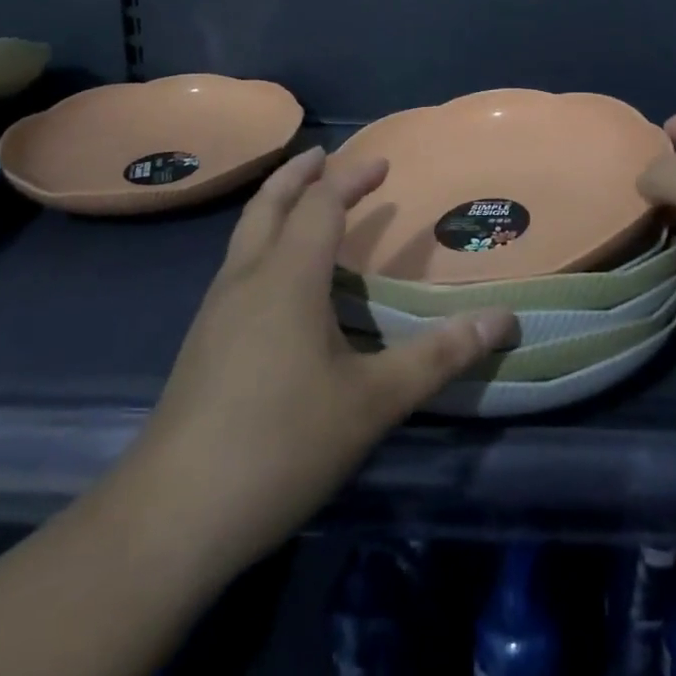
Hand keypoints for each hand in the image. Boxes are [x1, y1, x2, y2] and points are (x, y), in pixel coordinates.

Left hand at [125, 148, 514, 569]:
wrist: (170, 519)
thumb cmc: (280, 444)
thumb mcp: (372, 402)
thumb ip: (438, 356)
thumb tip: (504, 320)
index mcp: (287, 277)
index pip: (322, 204)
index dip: (352, 178)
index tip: (383, 164)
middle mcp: (246, 278)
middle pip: (269, 204)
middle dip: (300, 174)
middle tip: (325, 156)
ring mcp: (215, 310)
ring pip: (246, 234)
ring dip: (277, 206)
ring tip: (304, 205)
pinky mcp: (201, 343)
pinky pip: (237, 265)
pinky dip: (263, 242)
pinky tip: (278, 280)